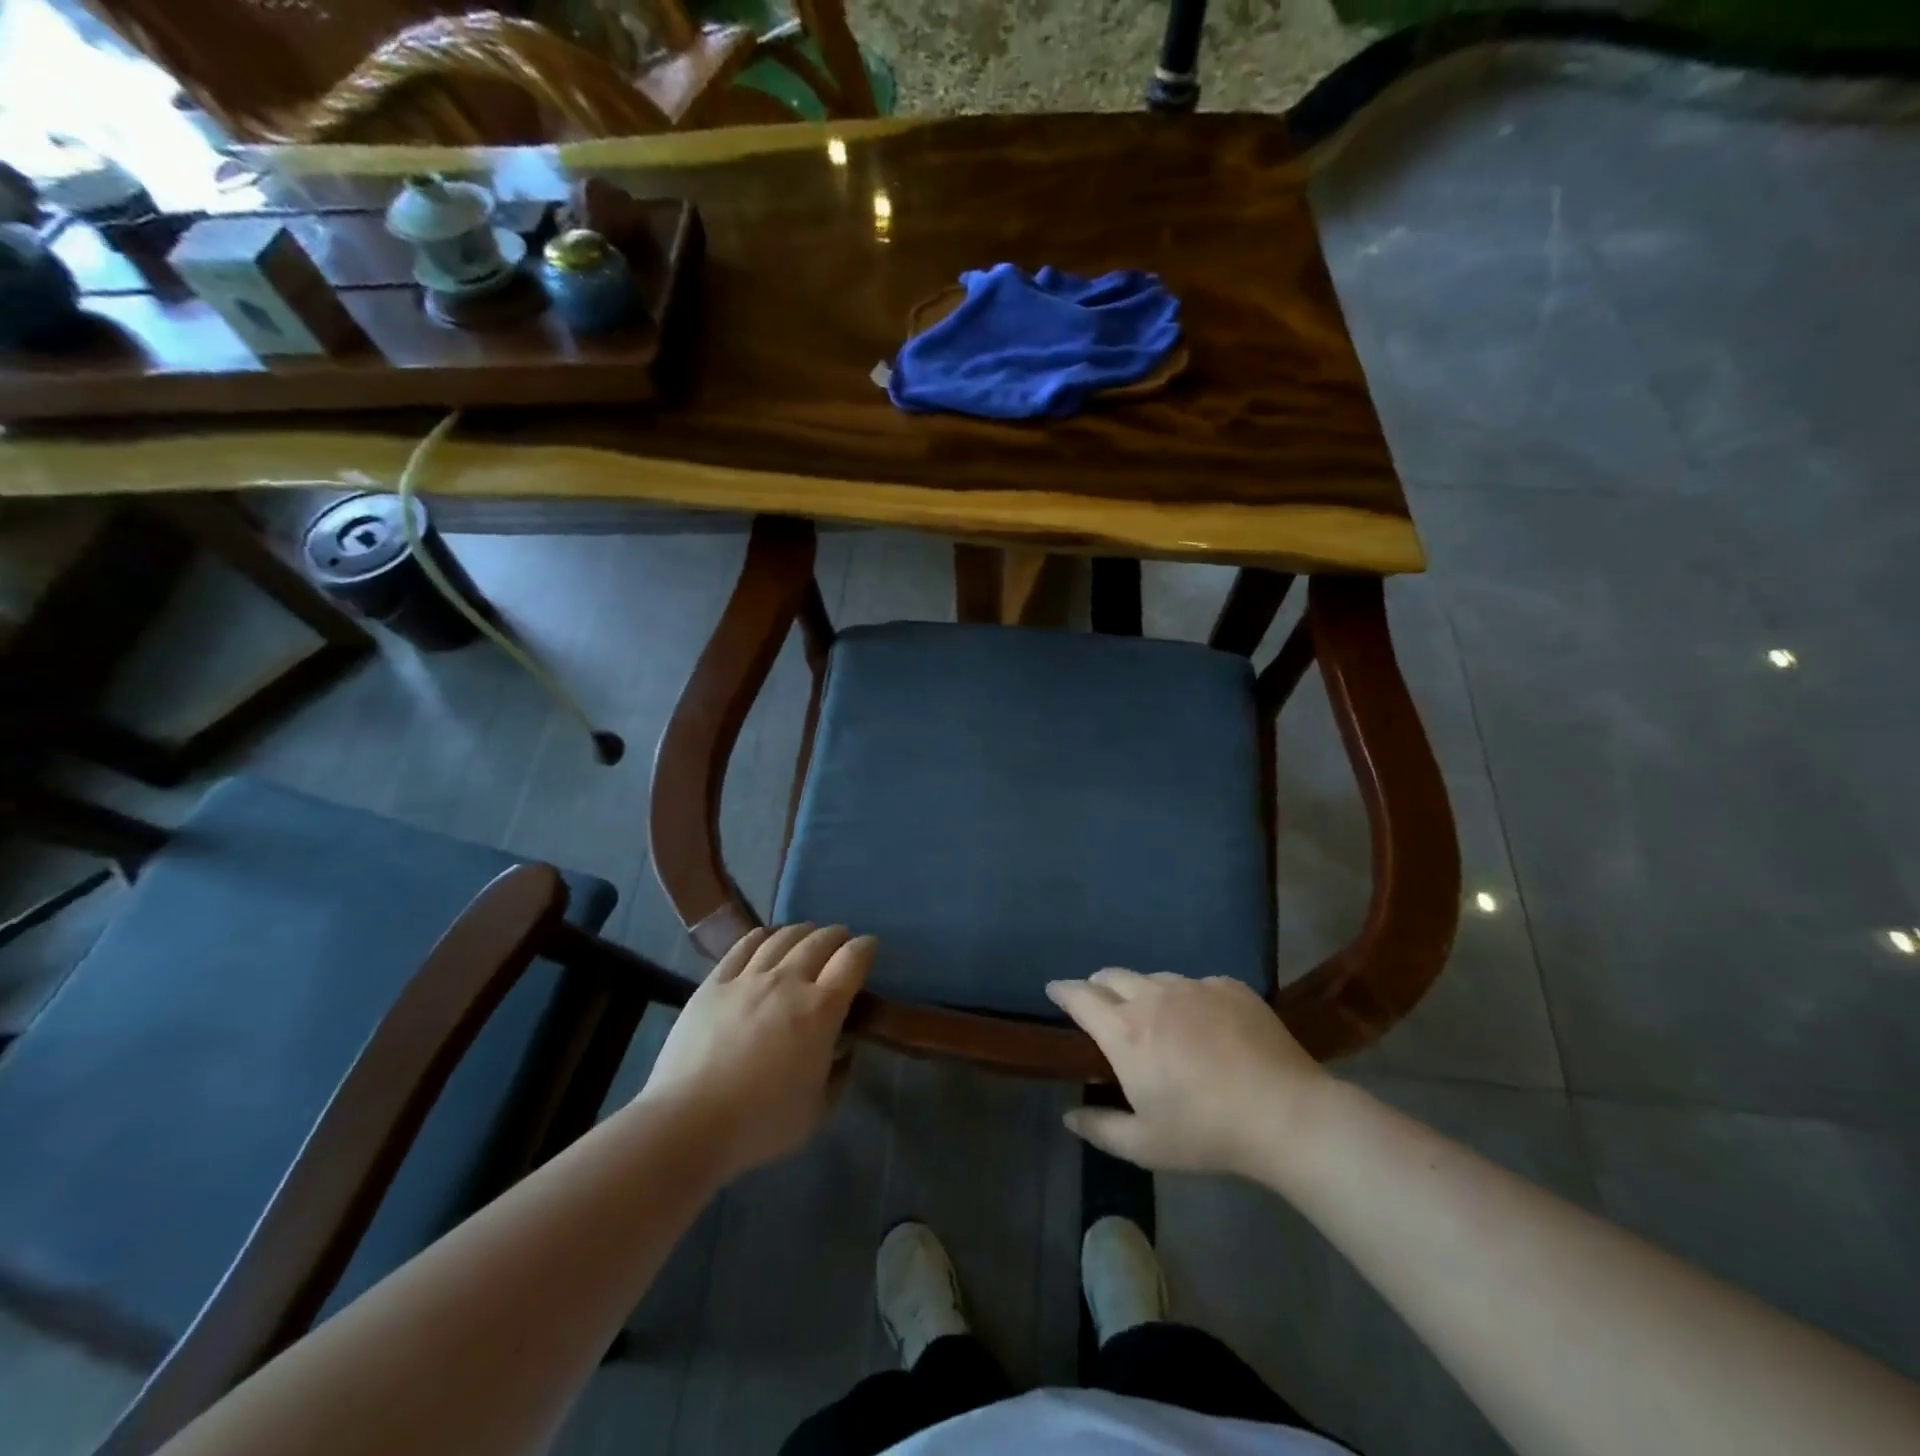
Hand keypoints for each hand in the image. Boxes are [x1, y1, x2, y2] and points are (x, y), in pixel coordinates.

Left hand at [641, 924, 873, 1179]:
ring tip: (807, 934)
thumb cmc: (761, 1123)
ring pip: (782, 937)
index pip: (852, 961)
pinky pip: (743, 946)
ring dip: (802, 931)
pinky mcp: (715, 982)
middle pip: (819, 941)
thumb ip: (838, 1076)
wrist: (689, 1122)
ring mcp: (748, 978)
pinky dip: (762, 936)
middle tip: (841, 939)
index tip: (870, 946)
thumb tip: (844, 1051)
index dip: (865, 948)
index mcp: (821, 1010)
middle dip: (836, 935)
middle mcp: (788, 981)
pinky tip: (766, 938)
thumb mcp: (818, 1111)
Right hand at [1046, 969, 1328, 1178]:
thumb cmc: (1206, 1132)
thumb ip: (1100, 1127)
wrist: (1286, 1114)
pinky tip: (1203, 1024)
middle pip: (1112, 975)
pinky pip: (1195, 984)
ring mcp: (1193, 986)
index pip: (1080, 996)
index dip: (1062, 991)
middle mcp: (1152, 996)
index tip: (1053, 990)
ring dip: (1142, 991)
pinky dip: (1187, 999)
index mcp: (1124, 1031)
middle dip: (1098, 985)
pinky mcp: (1229, 986)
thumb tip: (1068, 1115)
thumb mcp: (1146, 1144)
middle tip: (1100, 1005)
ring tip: (1155, 1017)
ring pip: (1154, 978)